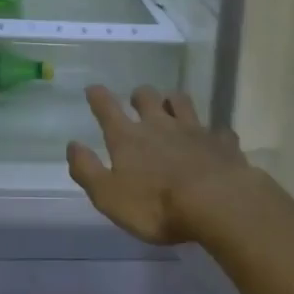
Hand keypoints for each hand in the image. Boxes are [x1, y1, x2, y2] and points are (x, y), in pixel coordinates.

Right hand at [66, 85, 258, 244]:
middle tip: (137, 101)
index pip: (107, 109)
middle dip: (140, 96)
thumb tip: (73, 145)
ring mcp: (193, 129)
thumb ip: (88, 170)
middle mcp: (159, 125)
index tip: (93, 88)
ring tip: (171, 106)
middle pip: (147, 97)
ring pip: (181, 102)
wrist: (216, 202)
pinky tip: (213, 140)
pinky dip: (212, 133)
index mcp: (129, 138)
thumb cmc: (156, 205)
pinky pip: (217, 130)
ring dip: (173, 101)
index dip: (98, 97)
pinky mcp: (221, 141)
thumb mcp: (109, 196)